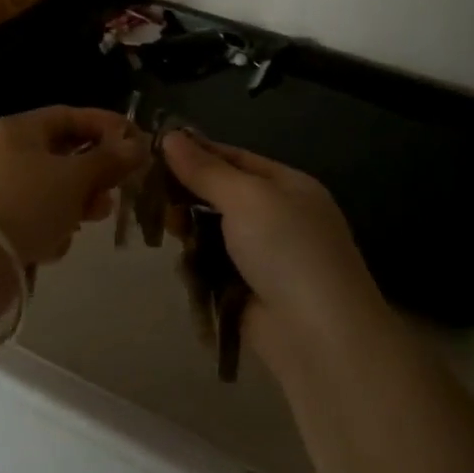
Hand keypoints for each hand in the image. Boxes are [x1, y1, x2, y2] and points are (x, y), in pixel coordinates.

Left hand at [0, 107, 146, 266]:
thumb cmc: (25, 204)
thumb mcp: (74, 177)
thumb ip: (109, 160)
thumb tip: (137, 145)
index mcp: (20, 130)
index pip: (71, 116)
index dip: (107, 126)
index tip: (139, 143)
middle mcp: (6, 154)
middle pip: (64, 156)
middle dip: (94, 175)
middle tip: (117, 192)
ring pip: (53, 192)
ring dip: (76, 206)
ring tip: (87, 220)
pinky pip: (36, 220)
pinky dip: (50, 230)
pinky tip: (51, 246)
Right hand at [161, 131, 384, 347]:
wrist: (318, 336)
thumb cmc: (287, 250)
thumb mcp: (247, 198)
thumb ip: (206, 169)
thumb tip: (170, 136)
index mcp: (288, 186)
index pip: (235, 158)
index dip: (197, 152)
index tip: (154, 150)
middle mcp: (278, 217)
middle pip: (220, 196)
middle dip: (188, 195)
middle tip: (155, 196)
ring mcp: (264, 258)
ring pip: (212, 233)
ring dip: (189, 232)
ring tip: (169, 231)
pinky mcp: (247, 293)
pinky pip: (212, 269)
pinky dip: (197, 266)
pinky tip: (183, 266)